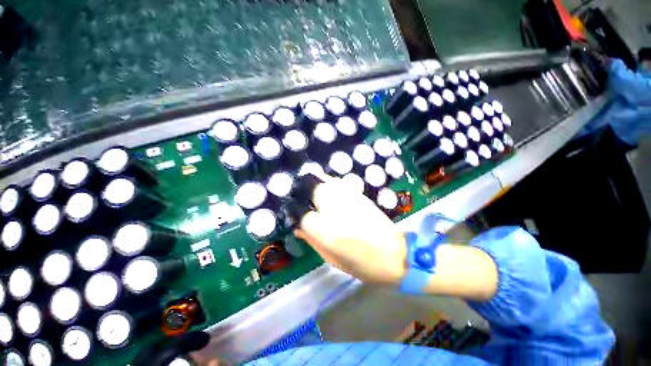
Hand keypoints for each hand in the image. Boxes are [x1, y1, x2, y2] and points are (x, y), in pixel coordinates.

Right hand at [294, 175, 407, 284]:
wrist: (395, 254)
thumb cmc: (362, 265)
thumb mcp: (332, 259)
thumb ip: (312, 240)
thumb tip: (297, 227)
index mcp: (328, 232)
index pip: (303, 215)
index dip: (296, 215)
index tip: (294, 216)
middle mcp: (337, 211)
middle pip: (313, 191)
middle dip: (303, 193)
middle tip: (301, 199)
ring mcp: (349, 199)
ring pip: (325, 182)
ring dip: (314, 184)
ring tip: (311, 192)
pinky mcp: (359, 195)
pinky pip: (339, 182)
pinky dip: (329, 183)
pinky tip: (328, 189)